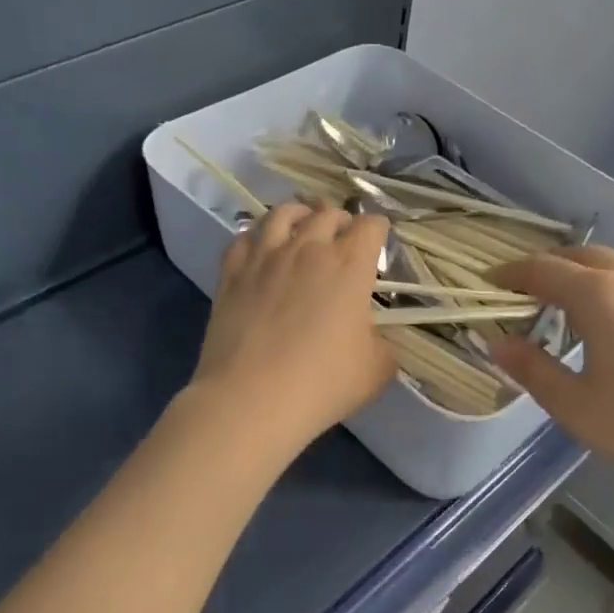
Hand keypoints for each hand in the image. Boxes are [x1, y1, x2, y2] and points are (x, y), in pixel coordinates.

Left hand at [190, 202, 396, 455]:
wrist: (251, 398)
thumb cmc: (322, 384)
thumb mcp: (376, 369)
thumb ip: (381, 343)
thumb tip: (372, 336)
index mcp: (349, 265)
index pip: (371, 226)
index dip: (378, 230)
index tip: (378, 243)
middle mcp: (308, 248)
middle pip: (328, 213)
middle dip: (341, 220)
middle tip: (343, 237)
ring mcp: (265, 256)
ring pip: (283, 213)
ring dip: (300, 215)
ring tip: (302, 227)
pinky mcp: (232, 272)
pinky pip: (245, 236)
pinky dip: (258, 236)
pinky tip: (261, 249)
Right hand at [489, 247, 613, 505]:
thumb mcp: (577, 407)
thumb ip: (532, 370)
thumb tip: (497, 343)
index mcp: (599, 296)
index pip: (543, 270)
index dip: (511, 273)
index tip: (490, 281)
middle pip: (582, 256)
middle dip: (548, 267)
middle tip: (526, 291)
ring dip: (584, 275)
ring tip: (569, 306)